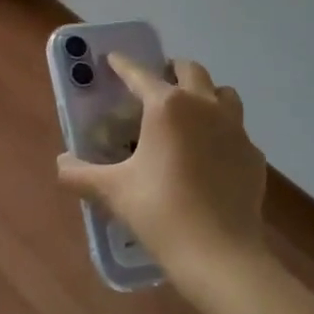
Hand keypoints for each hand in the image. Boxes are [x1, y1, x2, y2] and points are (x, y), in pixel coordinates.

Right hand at [57, 53, 268, 291]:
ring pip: (223, 93)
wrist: (220, 255)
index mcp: (167, 106)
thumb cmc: (161, 212)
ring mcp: (235, 128)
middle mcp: (204, 105)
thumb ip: (80, 174)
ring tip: (190, 113)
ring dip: (206, 94)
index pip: (140, 74)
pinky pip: (237, 131)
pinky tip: (212, 155)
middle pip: (190, 70)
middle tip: (157, 85)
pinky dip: (223, 133)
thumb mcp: (113, 192)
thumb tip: (60, 163)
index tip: (113, 59)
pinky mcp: (253, 155)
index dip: (123, 64)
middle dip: (171, 70)